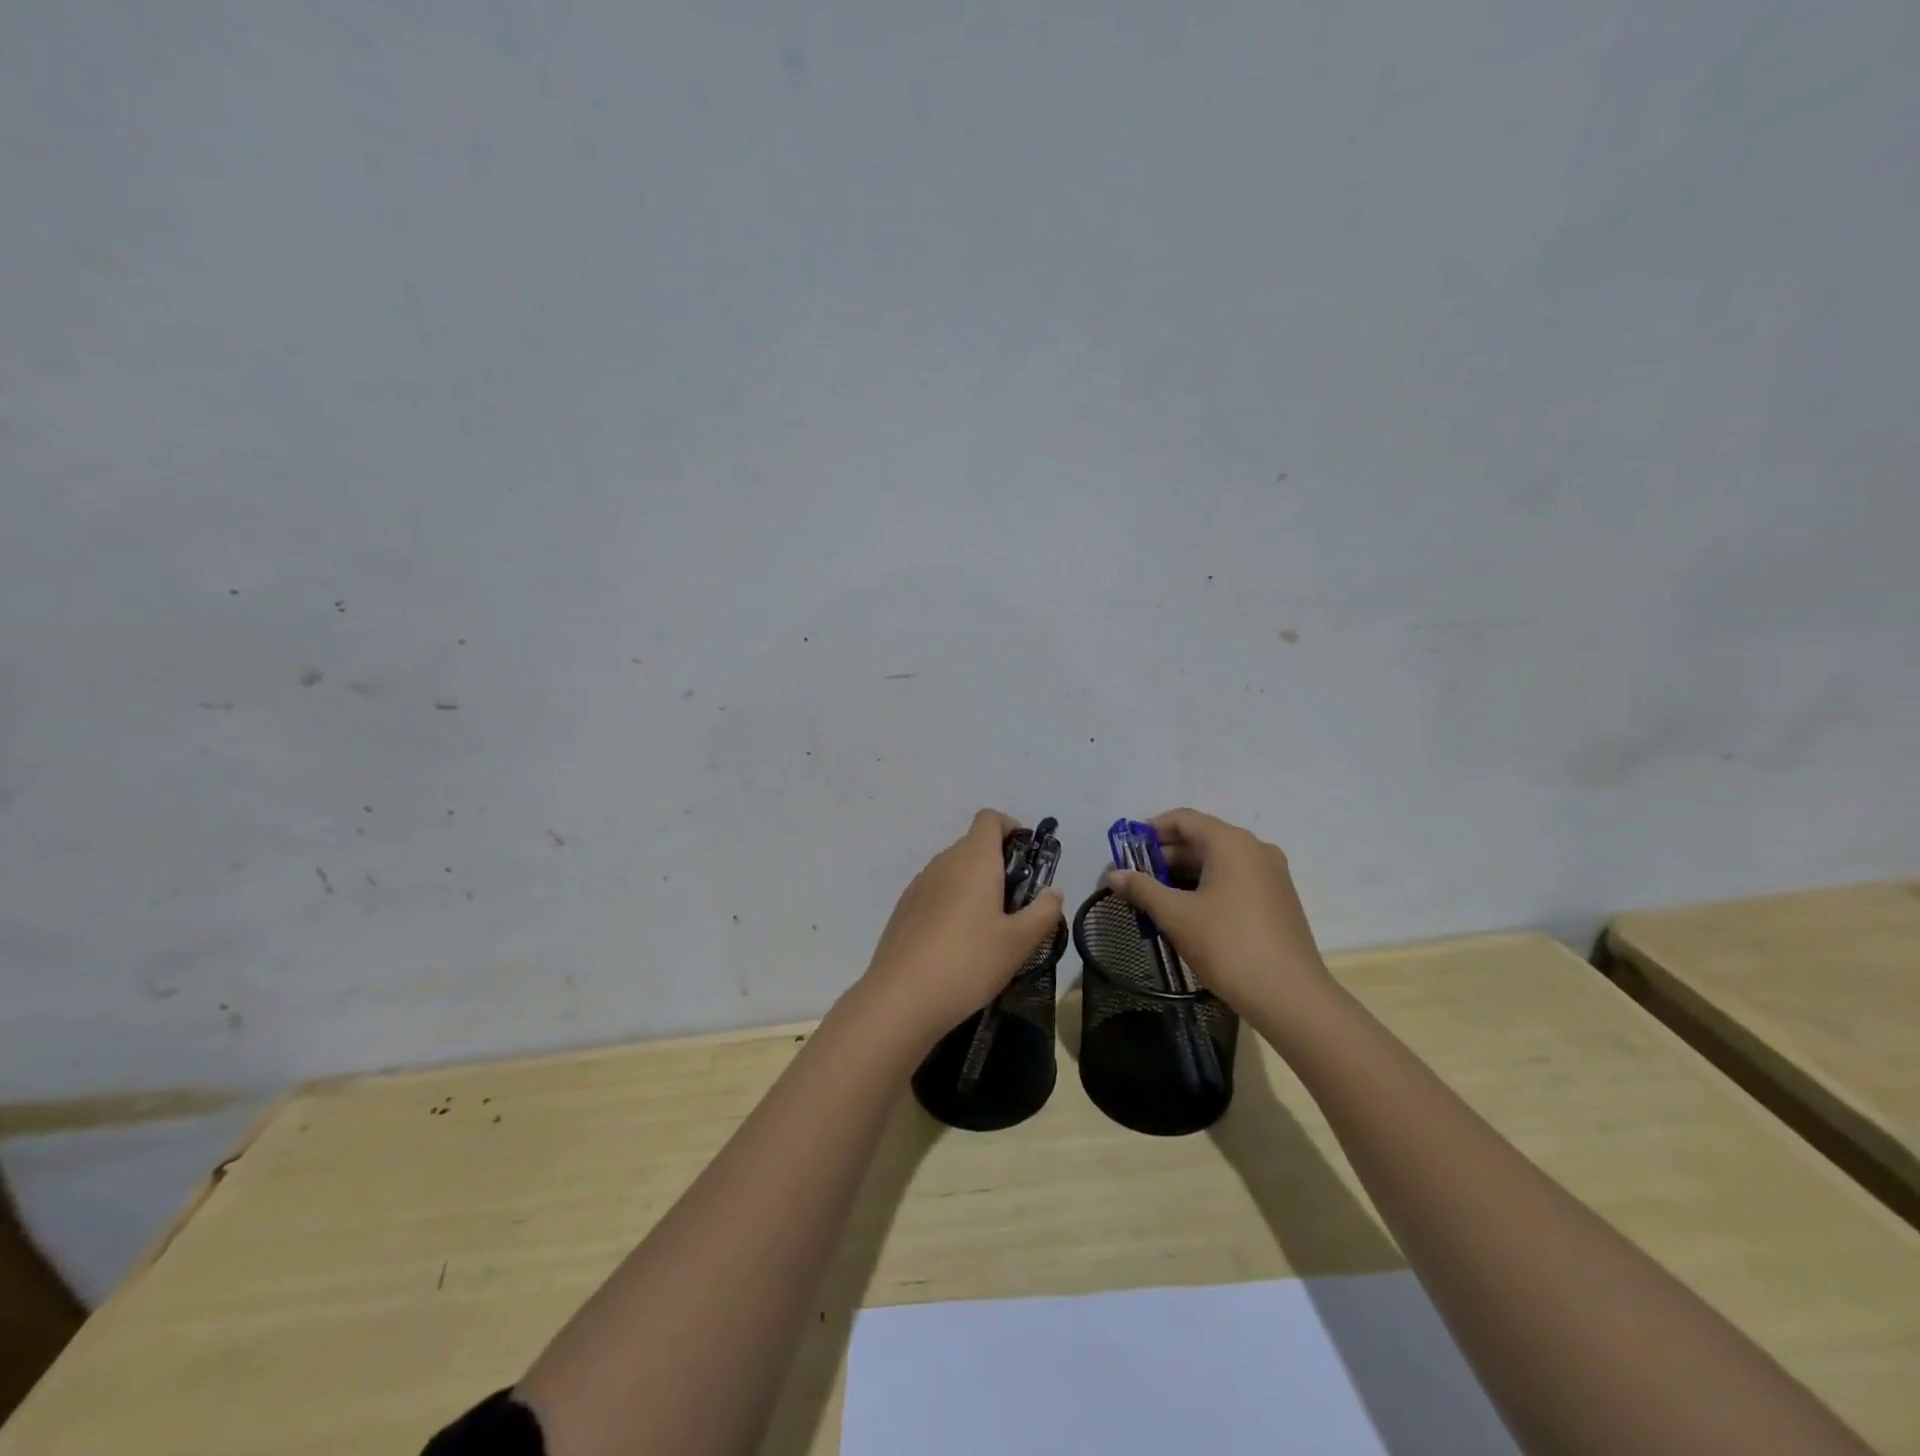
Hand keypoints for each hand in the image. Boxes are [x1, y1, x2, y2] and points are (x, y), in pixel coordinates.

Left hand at [856, 810, 1064, 1050]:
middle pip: (973, 844)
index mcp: (974, 860)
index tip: (1027, 857)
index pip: (989, 818)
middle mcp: (944, 862)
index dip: (1011, 827)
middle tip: (1017, 903)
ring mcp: (919, 884)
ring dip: (974, 884)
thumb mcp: (1020, 942)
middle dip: (998, 863)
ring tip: (989, 927)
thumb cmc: (969, 962)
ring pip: (953, 869)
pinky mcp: (904, 909)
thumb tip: (1053, 892)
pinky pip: (936, 891)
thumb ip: (1044, 912)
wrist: (901, 998)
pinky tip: (958, 942)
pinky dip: (952, 902)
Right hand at [1103, 808, 1330, 1013]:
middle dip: (1164, 857)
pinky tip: (1186, 913)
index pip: (1183, 819)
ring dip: (1183, 875)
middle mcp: (1255, 849)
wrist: (1291, 997)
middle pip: (1200, 839)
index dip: (1150, 830)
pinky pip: (1234, 880)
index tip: (1125, 851)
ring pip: (1217, 862)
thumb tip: (1113, 874)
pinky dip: (1206, 887)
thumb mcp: (1176, 916)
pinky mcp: (1277, 899)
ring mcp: (1271, 875)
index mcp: (1231, 842)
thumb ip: (1142, 889)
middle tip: (1134, 880)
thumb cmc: (1228, 946)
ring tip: (1154, 899)